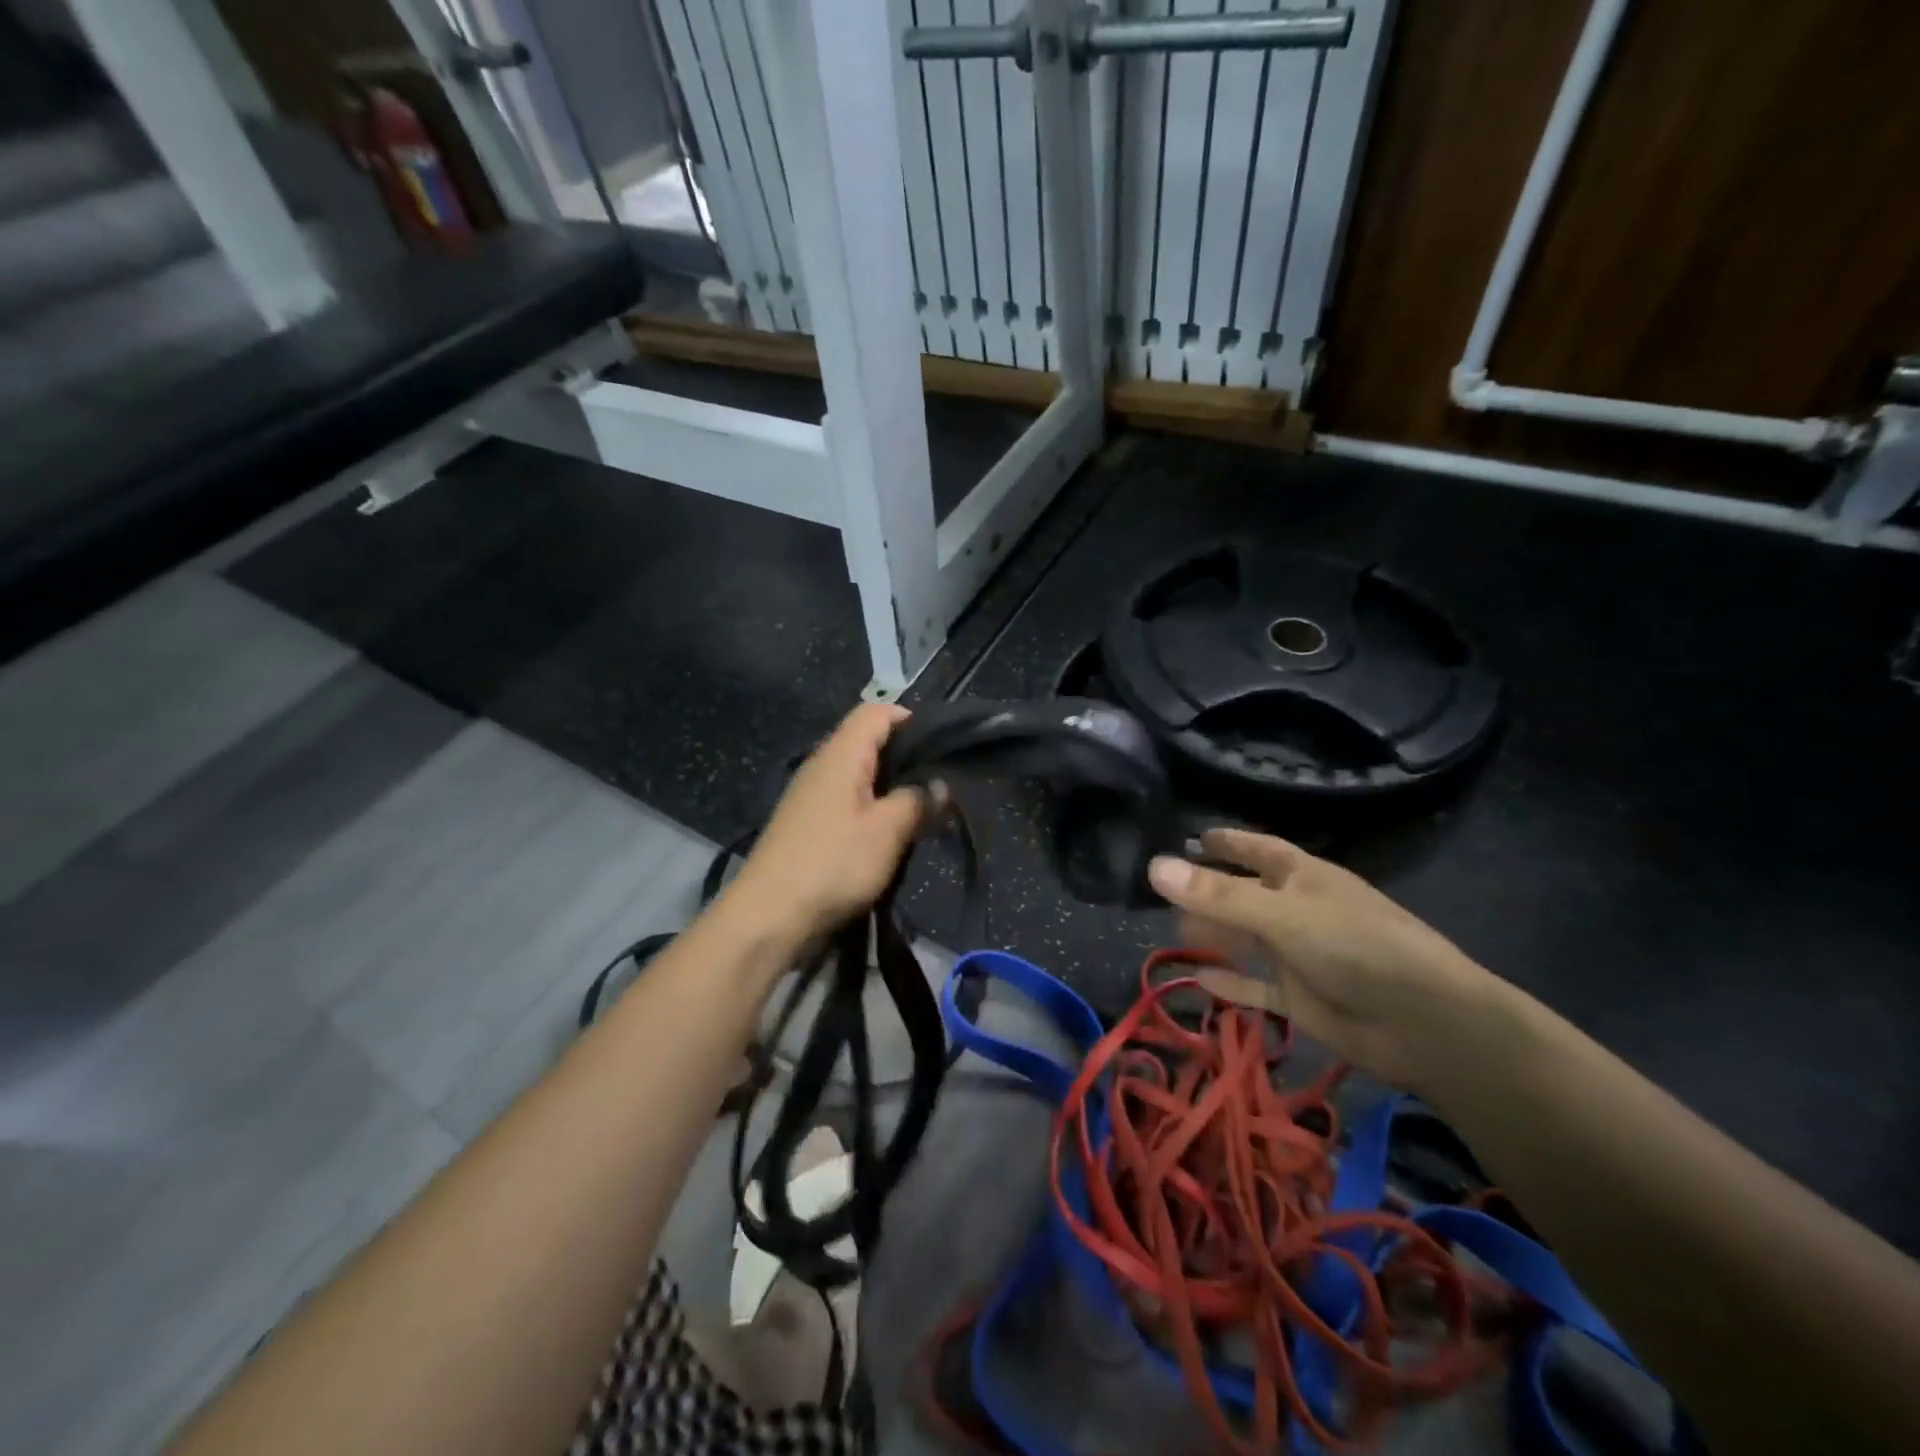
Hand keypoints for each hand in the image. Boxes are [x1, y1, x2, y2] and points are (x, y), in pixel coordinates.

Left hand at [722, 704, 934, 946]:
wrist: (769, 917)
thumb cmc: (832, 863)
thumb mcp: (887, 831)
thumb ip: (917, 801)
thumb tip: (940, 785)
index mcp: (840, 755)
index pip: (876, 712)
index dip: (911, 719)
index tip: (942, 746)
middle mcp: (822, 766)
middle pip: (869, 742)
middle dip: (907, 759)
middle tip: (940, 784)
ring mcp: (811, 796)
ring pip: (860, 776)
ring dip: (891, 790)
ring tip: (922, 812)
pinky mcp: (808, 825)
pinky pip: (848, 803)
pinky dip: (872, 811)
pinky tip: (890, 836)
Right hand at [1148, 830, 1503, 1087]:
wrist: (1425, 1025)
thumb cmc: (1356, 948)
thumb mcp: (1282, 916)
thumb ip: (1217, 897)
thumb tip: (1153, 866)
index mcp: (1304, 878)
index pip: (1259, 849)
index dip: (1228, 841)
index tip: (1193, 836)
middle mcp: (1300, 911)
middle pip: (1246, 895)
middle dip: (1210, 893)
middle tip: (1164, 893)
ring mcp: (1302, 956)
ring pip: (1248, 940)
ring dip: (1216, 936)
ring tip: (1174, 932)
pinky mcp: (1302, 999)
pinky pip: (1256, 987)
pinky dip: (1230, 983)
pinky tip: (1198, 980)